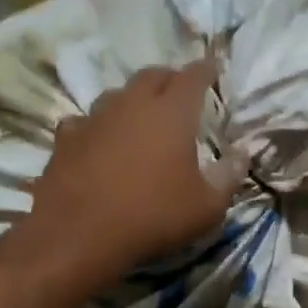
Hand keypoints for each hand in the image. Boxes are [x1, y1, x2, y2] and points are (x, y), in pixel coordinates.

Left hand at [25, 59, 245, 286]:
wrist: (81, 236)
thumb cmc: (154, 217)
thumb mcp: (207, 207)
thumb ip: (228, 176)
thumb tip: (240, 154)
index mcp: (171, 112)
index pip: (193, 76)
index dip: (205, 71)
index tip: (211, 71)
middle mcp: (132, 104)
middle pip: (152, 75)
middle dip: (169, 79)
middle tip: (178, 93)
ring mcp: (94, 118)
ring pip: (116, 94)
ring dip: (132, 101)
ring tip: (139, 118)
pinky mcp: (66, 139)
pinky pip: (85, 121)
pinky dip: (97, 127)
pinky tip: (98, 142)